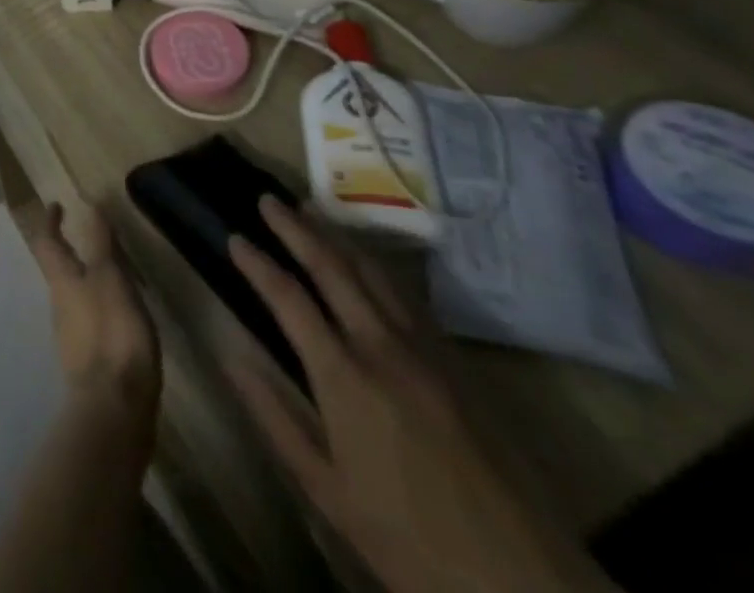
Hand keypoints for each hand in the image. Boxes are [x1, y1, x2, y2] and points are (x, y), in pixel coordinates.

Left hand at [20, 201, 159, 424]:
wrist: (114, 411)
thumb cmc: (112, 335)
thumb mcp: (111, 279)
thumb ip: (101, 243)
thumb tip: (89, 205)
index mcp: (62, 282)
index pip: (47, 242)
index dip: (50, 222)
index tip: (56, 205)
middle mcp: (60, 306)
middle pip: (58, 271)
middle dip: (70, 251)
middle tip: (89, 237)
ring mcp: (72, 337)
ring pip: (74, 296)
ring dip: (87, 280)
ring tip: (113, 274)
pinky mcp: (88, 363)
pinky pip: (89, 321)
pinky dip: (100, 307)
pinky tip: (120, 316)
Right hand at [225, 197, 615, 592]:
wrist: (525, 580)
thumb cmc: (409, 539)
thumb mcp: (326, 489)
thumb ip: (273, 415)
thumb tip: (228, 354)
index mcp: (343, 377)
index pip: (288, 298)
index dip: (257, 262)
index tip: (234, 237)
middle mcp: (382, 346)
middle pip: (332, 267)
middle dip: (295, 228)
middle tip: (268, 199)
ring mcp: (425, 350)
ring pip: (373, 272)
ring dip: (336, 236)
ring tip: (310, 211)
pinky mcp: (456, 362)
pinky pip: (407, 295)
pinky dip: (375, 265)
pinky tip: (365, 261)